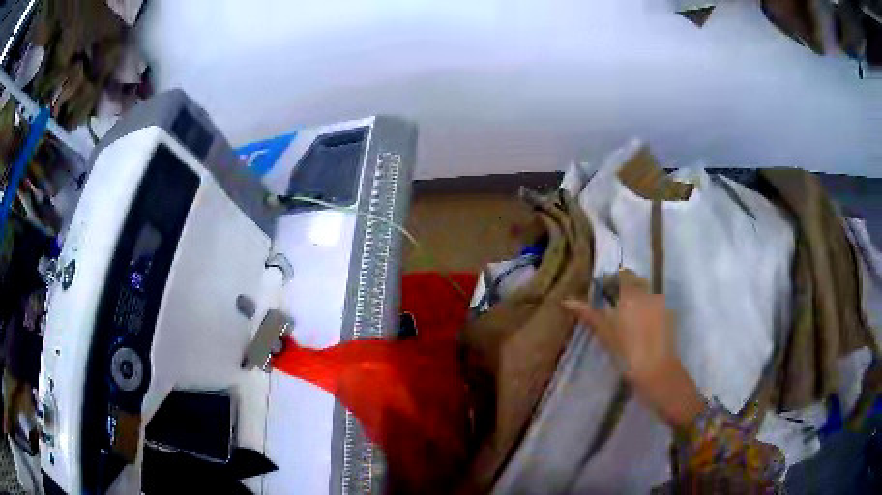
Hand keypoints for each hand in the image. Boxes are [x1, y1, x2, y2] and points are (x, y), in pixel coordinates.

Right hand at [563, 270, 705, 428]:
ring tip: (628, 317)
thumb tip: (567, 301)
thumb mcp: (605, 333)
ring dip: (637, 297)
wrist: (656, 369)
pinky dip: (648, 308)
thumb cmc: (626, 352)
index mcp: (629, 293)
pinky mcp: (669, 314)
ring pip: (646, 291)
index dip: (611, 281)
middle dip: (625, 287)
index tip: (603, 293)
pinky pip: (656, 303)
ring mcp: (660, 303)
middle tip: (613, 305)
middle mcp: (646, 292)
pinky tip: (642, 326)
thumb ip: (588, 314)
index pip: (621, 275)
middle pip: (635, 280)